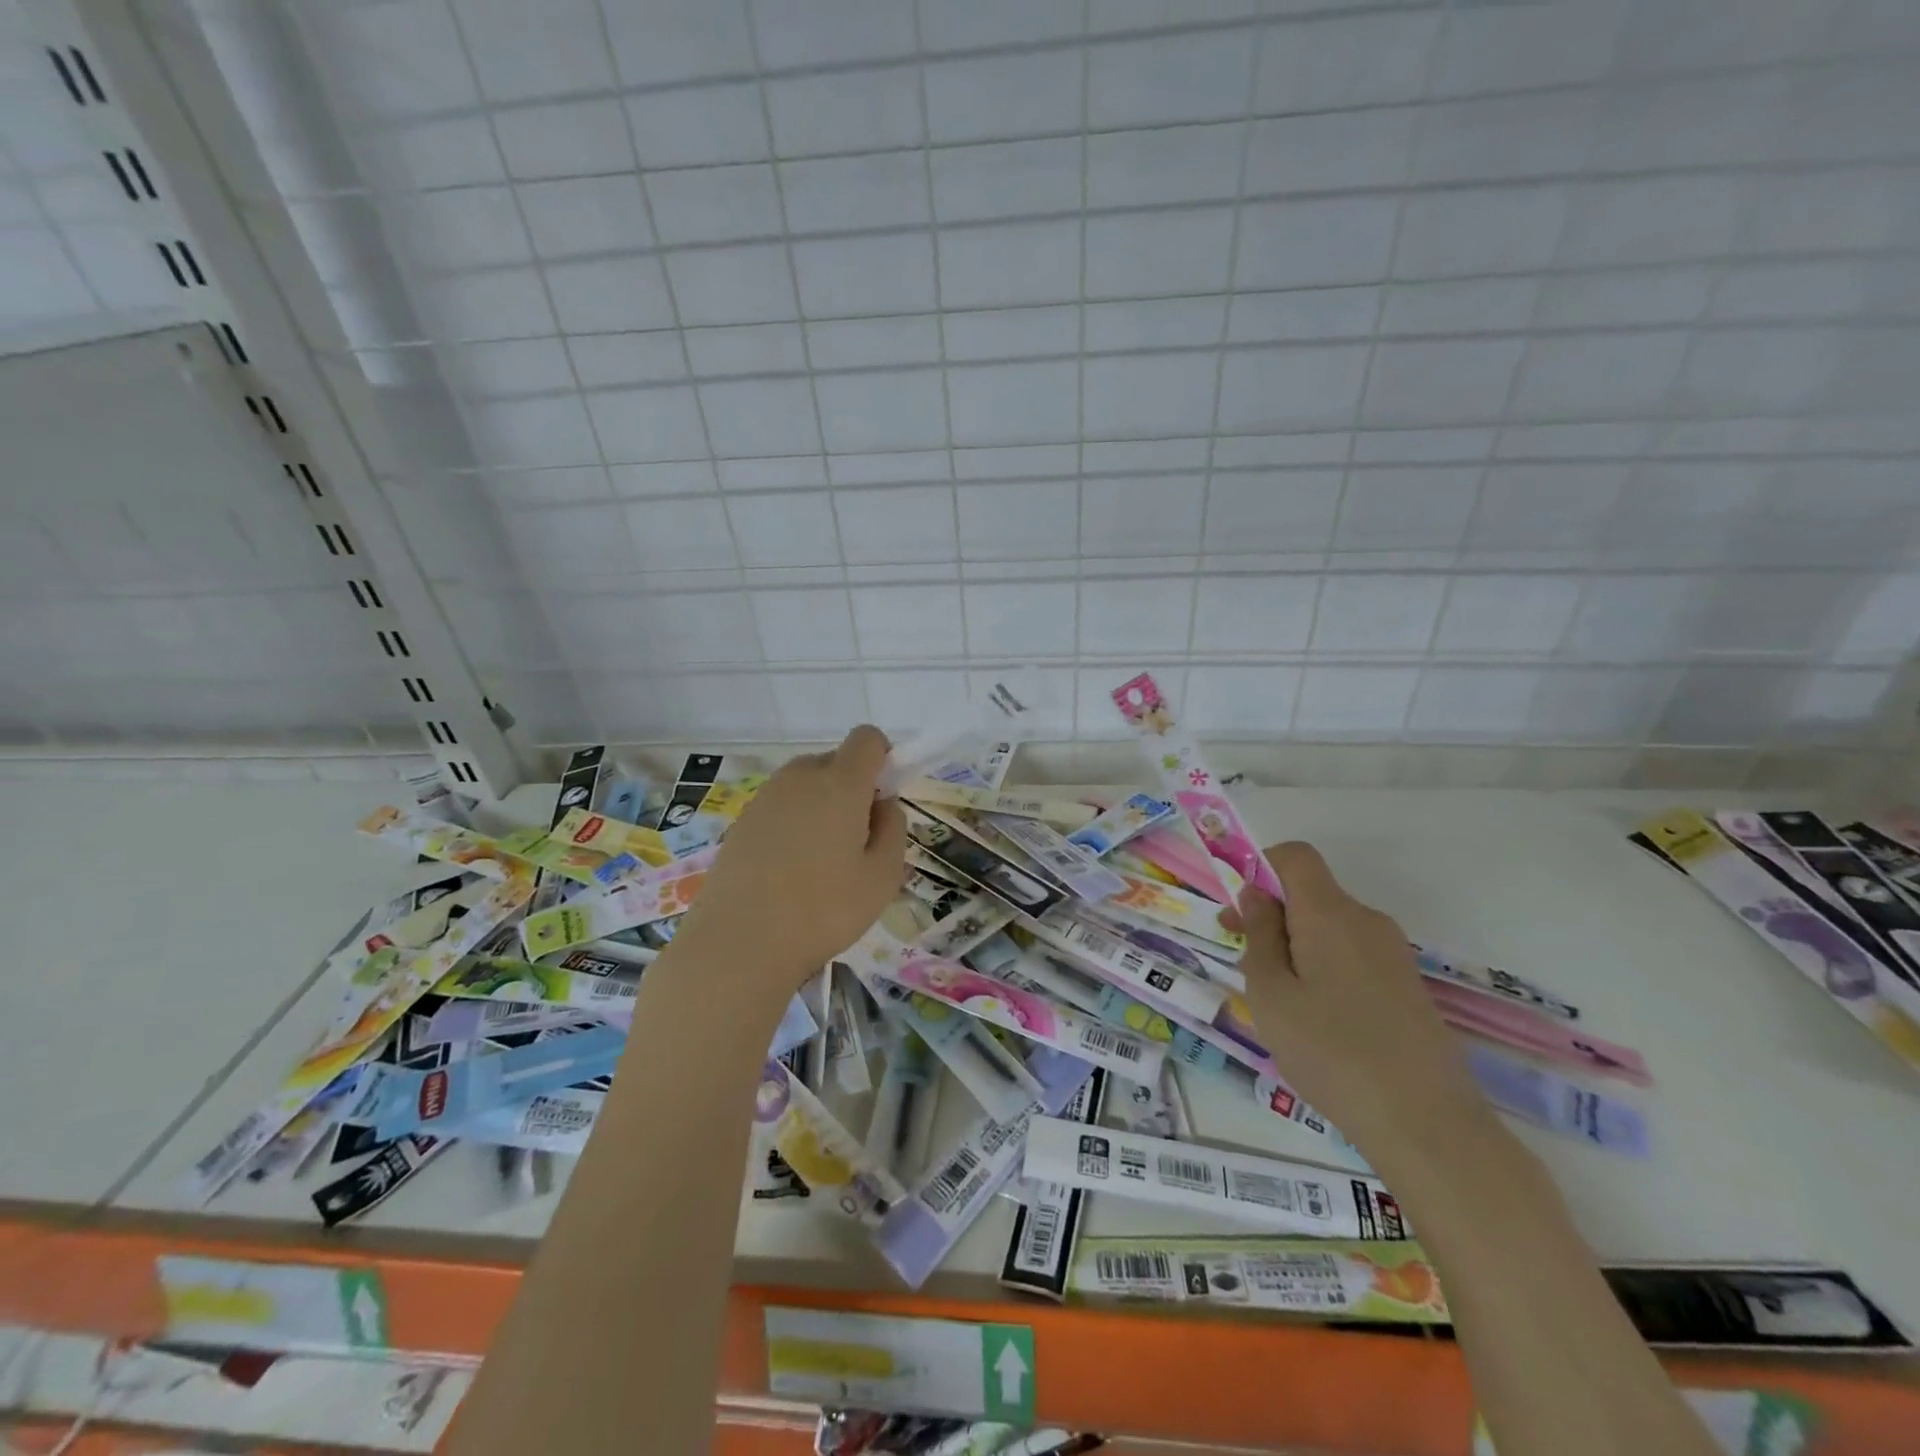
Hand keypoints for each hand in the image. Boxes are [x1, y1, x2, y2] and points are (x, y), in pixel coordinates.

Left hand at [672, 725, 906, 994]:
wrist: (738, 944)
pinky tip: (789, 872)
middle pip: (835, 761)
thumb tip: (883, 804)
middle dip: (852, 788)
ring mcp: (765, 797)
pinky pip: (781, 807)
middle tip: (856, 841)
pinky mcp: (741, 821)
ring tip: (822, 862)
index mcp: (840, 783)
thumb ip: (894, 829)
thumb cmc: (823, 910)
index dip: (883, 758)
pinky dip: (793, 825)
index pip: (867, 738)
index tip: (883, 799)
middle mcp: (800, 778)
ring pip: (806, 785)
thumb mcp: (883, 877)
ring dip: (821, 807)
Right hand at [1224, 842, 1494, 1166]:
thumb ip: (1259, 935)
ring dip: (1295, 944)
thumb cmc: (1331, 1052)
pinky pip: (1352, 953)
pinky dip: (1323, 965)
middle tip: (1241, 958)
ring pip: (1330, 926)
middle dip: (1271, 913)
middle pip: (1311, 893)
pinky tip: (1315, 1017)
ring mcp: (1393, 953)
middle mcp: (1367, 921)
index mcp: (1331, 914)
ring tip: (1276, 999)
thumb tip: (1256, 894)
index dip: (1260, 867)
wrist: (1427, 1124)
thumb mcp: (1271, 993)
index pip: (1295, 856)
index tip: (1238, 909)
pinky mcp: (1407, 985)